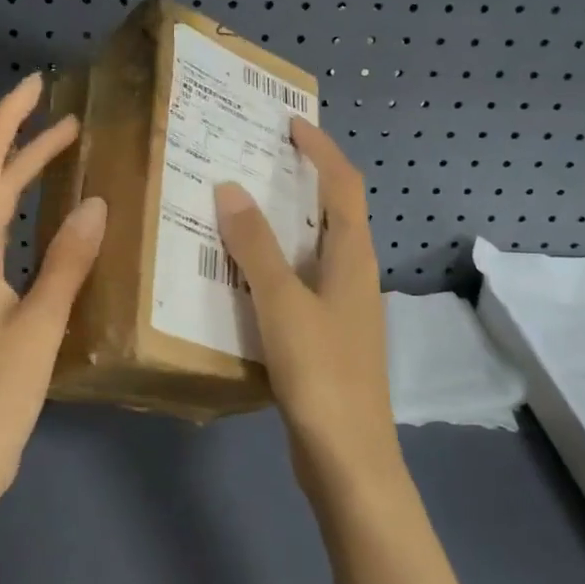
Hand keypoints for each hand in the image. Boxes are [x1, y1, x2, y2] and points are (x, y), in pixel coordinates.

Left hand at [0, 73, 107, 506]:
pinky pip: (10, 247)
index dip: (9, 124)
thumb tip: (94, 203)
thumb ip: (66, 264)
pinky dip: (34, 224)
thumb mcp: (38, 326)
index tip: (36, 87)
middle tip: (72, 121)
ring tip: (69, 160)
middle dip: (27, 148)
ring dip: (29, 183)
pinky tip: (62, 234)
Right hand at [215, 120, 399, 498]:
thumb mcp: (282, 304)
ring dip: (283, 223)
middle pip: (333, 212)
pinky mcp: (326, 337)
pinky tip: (239, 274)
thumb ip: (256, 247)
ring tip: (239, 208)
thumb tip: (230, 188)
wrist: (348, 459)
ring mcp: (342, 308)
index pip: (343, 186)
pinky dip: (273, 264)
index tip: (290, 124)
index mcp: (353, 258)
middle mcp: (353, 275)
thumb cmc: (321, 374)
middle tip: (254, 160)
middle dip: (301, 180)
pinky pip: (298, 282)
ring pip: (313, 249)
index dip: (321, 150)